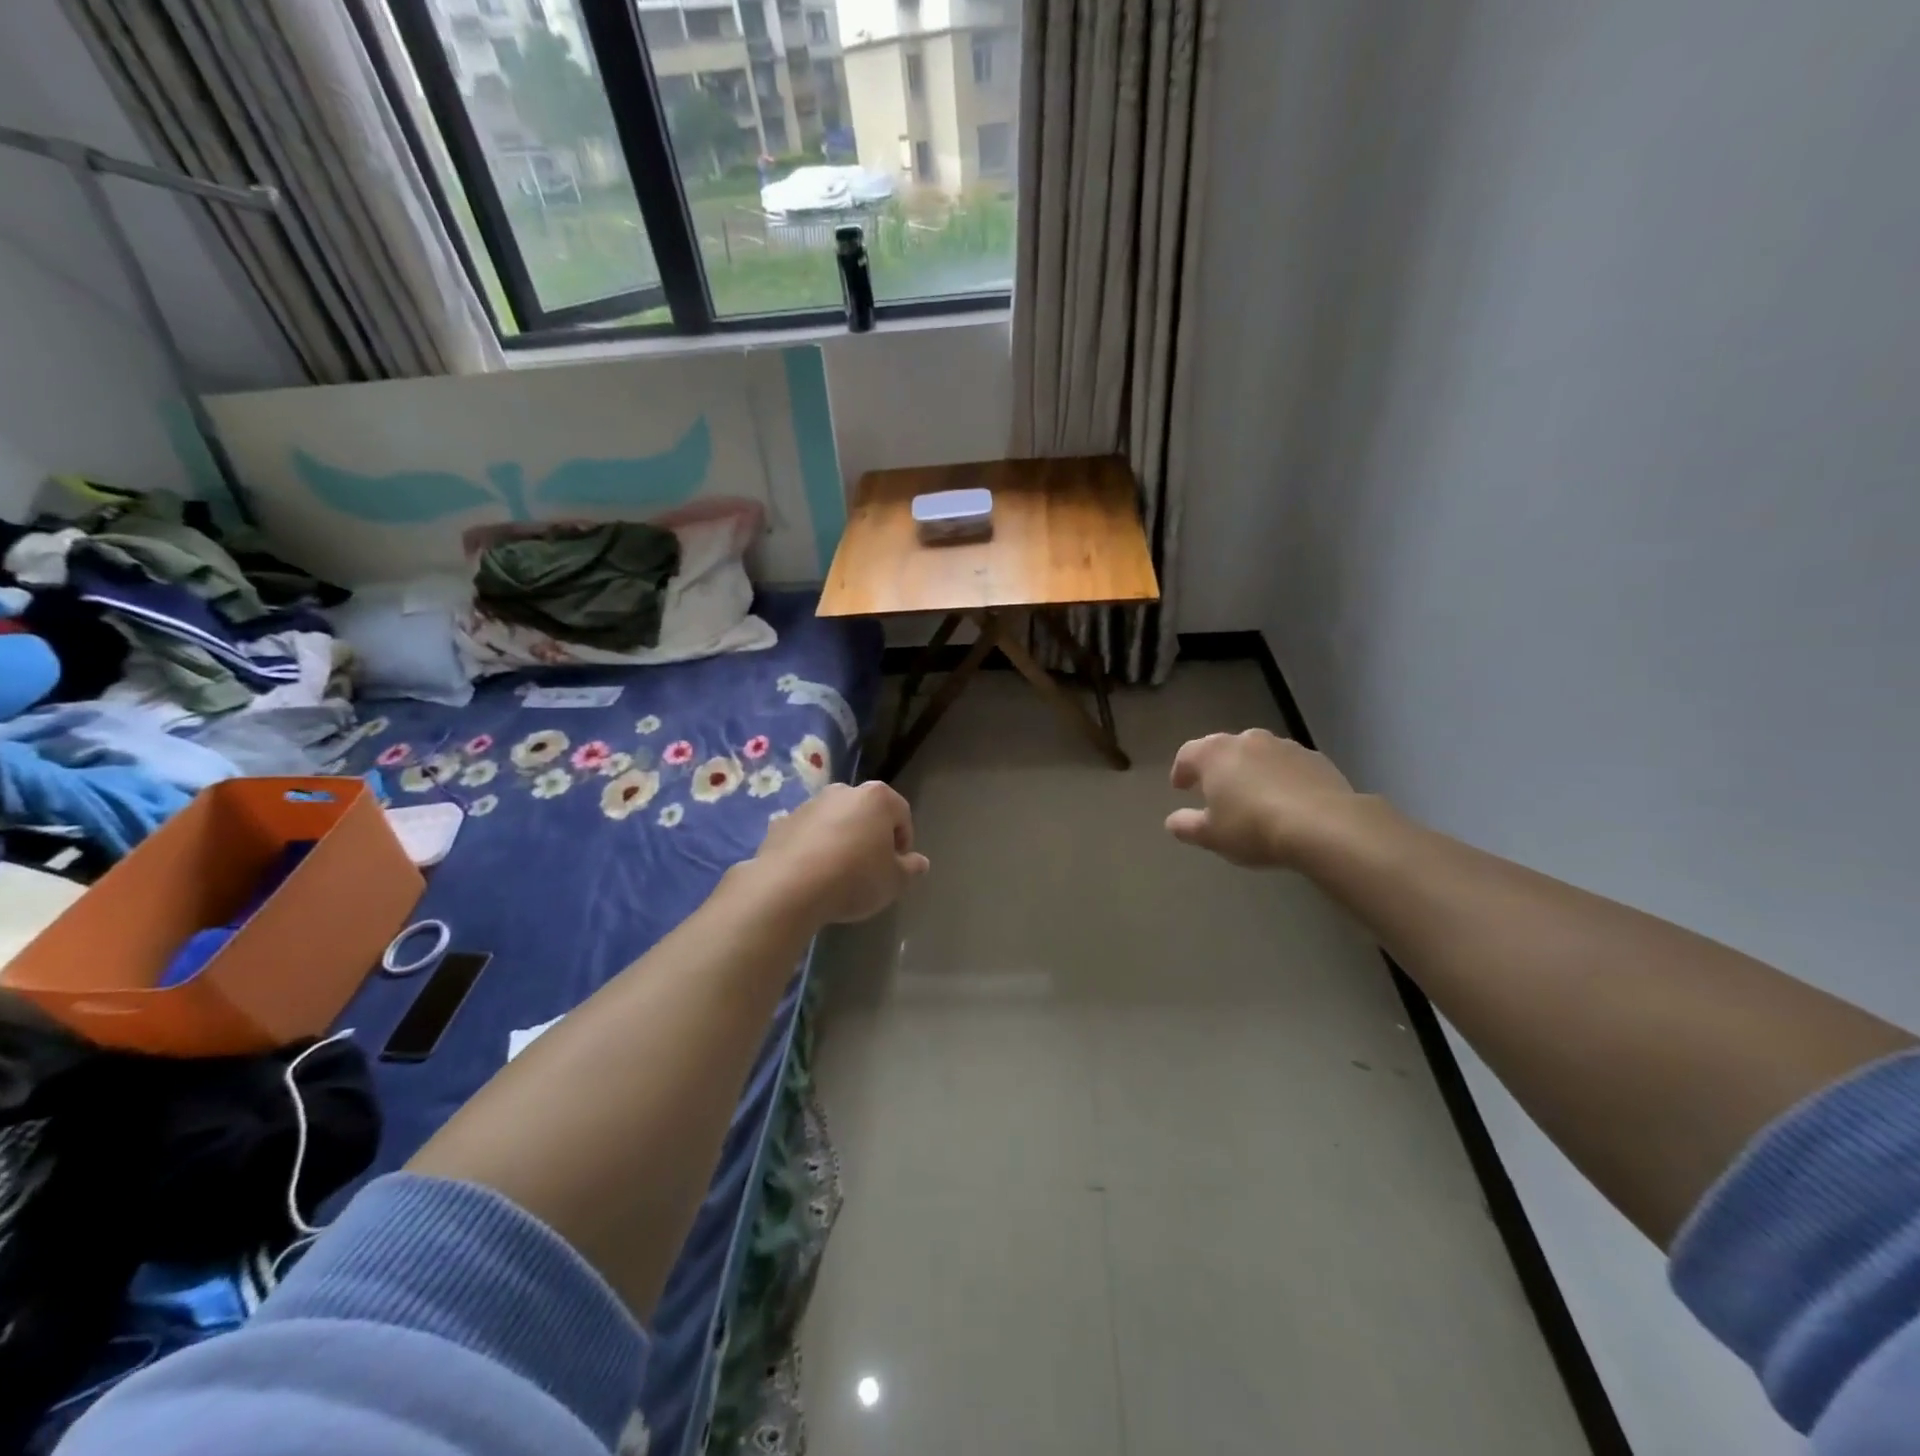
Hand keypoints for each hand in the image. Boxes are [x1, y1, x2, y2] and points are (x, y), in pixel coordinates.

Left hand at [753, 780, 929, 924]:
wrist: (788, 888)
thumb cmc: (854, 878)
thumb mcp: (893, 882)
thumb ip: (910, 869)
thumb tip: (920, 862)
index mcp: (876, 798)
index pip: (901, 814)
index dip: (903, 841)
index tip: (897, 867)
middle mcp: (842, 792)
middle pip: (866, 812)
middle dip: (871, 835)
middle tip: (870, 868)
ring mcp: (809, 805)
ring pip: (834, 820)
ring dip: (840, 839)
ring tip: (838, 874)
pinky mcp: (781, 823)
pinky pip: (806, 834)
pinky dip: (812, 848)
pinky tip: (811, 874)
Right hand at [1165, 729, 1359, 868]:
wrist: (1324, 826)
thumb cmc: (1254, 828)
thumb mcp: (1212, 836)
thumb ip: (1187, 826)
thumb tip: (1173, 821)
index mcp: (1214, 754)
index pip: (1187, 754)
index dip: (1181, 770)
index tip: (1180, 787)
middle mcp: (1247, 740)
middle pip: (1224, 749)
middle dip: (1218, 768)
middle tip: (1216, 790)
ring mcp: (1285, 746)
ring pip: (1259, 755)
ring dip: (1252, 771)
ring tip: (1254, 797)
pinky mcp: (1316, 759)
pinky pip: (1288, 766)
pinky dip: (1281, 778)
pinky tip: (1287, 802)